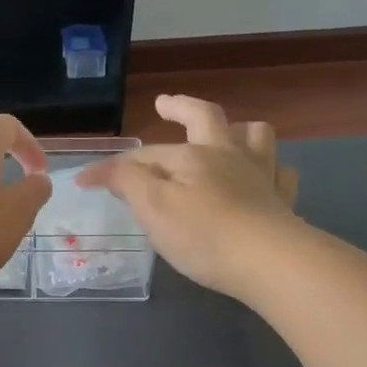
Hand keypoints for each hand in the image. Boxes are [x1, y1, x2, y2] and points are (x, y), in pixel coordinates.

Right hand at [76, 95, 299, 299]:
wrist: (270, 262)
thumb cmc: (203, 234)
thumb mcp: (152, 207)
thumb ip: (126, 182)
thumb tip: (98, 169)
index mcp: (192, 156)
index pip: (145, 155)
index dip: (114, 166)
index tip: (84, 181)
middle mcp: (228, 156)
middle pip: (206, 118)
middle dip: (181, 108)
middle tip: (165, 104)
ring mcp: (261, 176)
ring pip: (255, 136)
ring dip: (237, 130)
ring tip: (227, 134)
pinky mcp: (282, 203)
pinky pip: (282, 175)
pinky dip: (272, 171)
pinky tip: (265, 178)